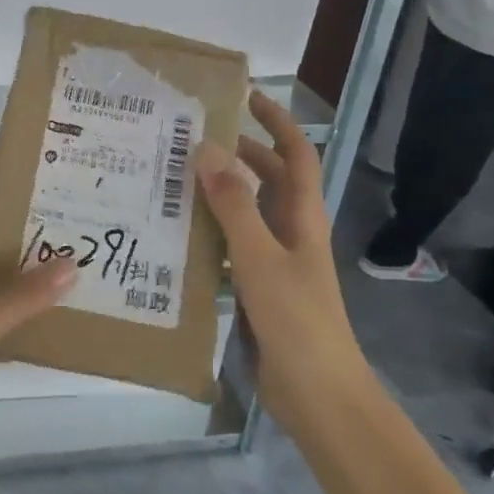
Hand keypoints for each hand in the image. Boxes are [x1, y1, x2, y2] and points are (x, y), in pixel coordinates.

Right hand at [195, 90, 366, 416]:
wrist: (318, 397)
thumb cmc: (297, 321)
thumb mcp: (260, 257)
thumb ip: (234, 206)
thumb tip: (209, 148)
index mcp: (302, 218)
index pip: (295, 155)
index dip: (277, 123)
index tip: (246, 96)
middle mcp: (291, 233)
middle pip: (270, 181)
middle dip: (241, 153)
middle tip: (193, 138)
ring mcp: (276, 263)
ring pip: (248, 214)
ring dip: (220, 194)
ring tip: (175, 180)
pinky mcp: (259, 291)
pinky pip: (232, 249)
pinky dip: (210, 235)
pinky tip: (178, 237)